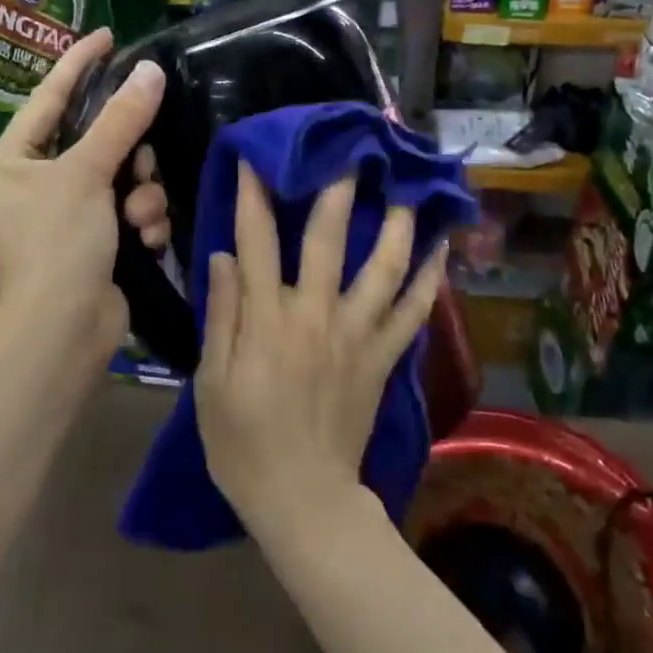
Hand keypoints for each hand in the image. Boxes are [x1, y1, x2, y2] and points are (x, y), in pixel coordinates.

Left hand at [0, 27, 163, 358]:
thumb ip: (120, 120)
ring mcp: (63, 214)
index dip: (80, 63)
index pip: (49, 95)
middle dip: (128, 154)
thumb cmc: (57, 244)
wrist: (63, 334)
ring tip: (138, 218)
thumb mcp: (86, 174)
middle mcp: (31, 182)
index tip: (109, 34)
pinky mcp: (92, 239)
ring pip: (121, 175)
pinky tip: (143, 240)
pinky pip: (128, 208)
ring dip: (140, 194)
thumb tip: (150, 70)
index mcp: (9, 160)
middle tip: (141, 164)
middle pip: (96, 139)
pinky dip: (141, 220)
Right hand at [195, 165, 447, 542]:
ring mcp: (355, 336)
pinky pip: (411, 314)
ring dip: (396, 224)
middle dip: (335, 189)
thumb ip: (222, 316)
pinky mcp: (381, 359)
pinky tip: (440, 249)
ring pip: (382, 268)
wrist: (304, 502)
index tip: (256, 157)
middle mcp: (315, 316)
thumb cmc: (243, 444)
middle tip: (350, 150)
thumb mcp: (211, 383)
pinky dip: (428, 280)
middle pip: (327, 240)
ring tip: (408, 186)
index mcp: (267, 321)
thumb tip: (225, 257)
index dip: (254, 195)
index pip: (257, 242)